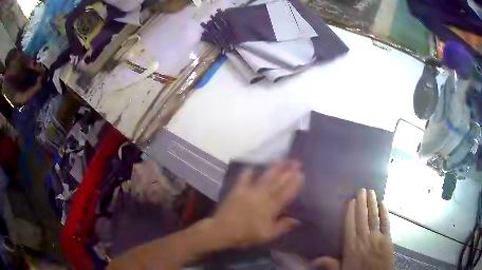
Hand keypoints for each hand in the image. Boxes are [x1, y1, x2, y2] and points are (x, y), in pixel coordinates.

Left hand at [212, 160, 302, 248]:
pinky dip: (248, 172)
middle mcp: (262, 195)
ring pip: (265, 177)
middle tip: (296, 161)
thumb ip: (283, 226)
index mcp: (271, 207)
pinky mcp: (238, 189)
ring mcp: (249, 190)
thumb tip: (297, 220)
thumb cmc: (247, 234)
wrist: (223, 230)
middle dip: (288, 171)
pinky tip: (252, 167)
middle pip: (278, 181)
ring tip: (281, 160)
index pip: (286, 192)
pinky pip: (244, 177)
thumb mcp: (268, 235)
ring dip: (274, 168)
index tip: (301, 173)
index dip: (294, 183)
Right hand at [313, 189, 393, 269]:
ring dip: (372, 204)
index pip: (350, 226)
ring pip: (374, 218)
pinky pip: (386, 223)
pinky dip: (385, 213)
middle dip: (362, 203)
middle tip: (361, 190)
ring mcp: (377, 238)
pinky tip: (383, 204)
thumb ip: (331, 264)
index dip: (350, 212)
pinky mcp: (388, 240)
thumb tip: (316, 258)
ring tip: (371, 192)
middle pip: (362, 218)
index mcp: (351, 247)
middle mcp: (364, 239)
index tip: (350, 200)